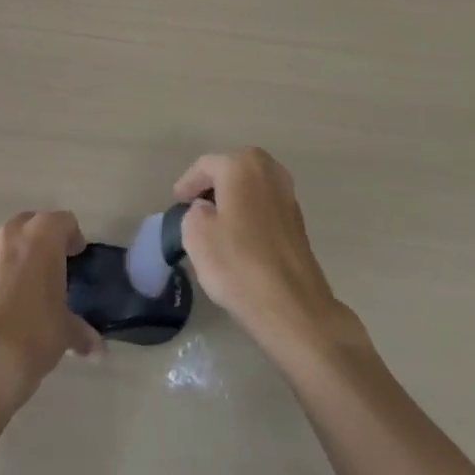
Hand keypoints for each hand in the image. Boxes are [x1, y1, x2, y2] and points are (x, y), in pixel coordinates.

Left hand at [0, 211, 101, 411]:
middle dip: (44, 239)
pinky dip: (2, 275)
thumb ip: (82, 333)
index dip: (74, 237)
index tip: (78, 256)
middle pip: (33, 223)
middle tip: (55, 264)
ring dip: (21, 256)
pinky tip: (8, 303)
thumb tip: (97, 349)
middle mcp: (14, 235)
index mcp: (43, 235)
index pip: (65, 221)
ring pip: (9, 243)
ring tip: (31, 285)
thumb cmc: (36, 330)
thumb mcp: (66, 332)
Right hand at [173, 148, 358, 356]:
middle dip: (211, 188)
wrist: (293, 308)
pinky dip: (249, 215)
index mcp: (242, 165)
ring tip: (215, 224)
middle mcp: (269, 170)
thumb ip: (193, 211)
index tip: (176, 203)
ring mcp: (288, 194)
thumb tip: (206, 210)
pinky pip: (263, 207)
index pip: (204, 167)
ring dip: (232, 201)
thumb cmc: (238, 264)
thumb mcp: (195, 234)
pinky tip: (239, 238)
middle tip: (194, 209)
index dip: (187, 185)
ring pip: (249, 189)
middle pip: (230, 172)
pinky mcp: (298, 221)